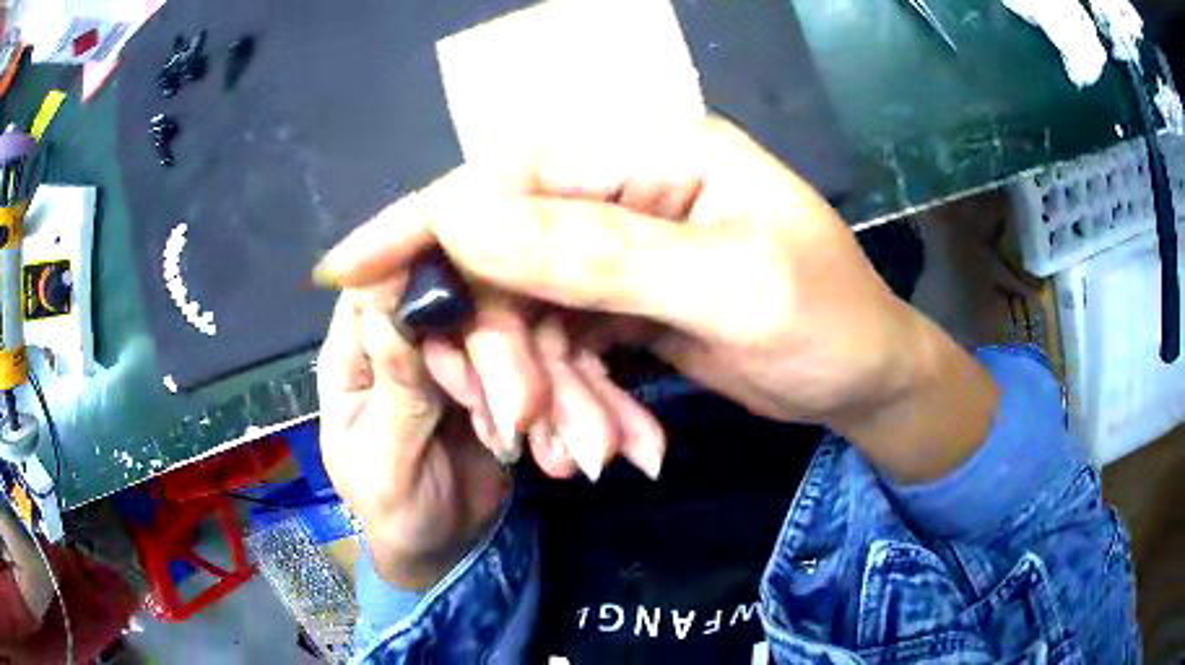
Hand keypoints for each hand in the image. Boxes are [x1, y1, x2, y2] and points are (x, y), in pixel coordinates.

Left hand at [317, 286, 510, 589]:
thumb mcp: (385, 459)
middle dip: (479, 333)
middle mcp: (400, 341)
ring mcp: (448, 355)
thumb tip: (390, 305)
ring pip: (484, 324)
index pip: (371, 289)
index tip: (461, 285)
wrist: (446, 545)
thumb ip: (393, 390)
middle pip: (438, 298)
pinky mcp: (489, 375)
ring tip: (529, 414)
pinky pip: (516, 358)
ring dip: (515, 362)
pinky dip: (537, 379)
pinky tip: (551, 410)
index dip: (410, 274)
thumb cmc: (394, 508)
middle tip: (511, 383)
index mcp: (353, 355)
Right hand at [318, 117, 998, 483]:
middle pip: (510, 252)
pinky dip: (572, 397)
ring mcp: (623, 244)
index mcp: (656, 151)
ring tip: (587, 453)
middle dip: (502, 346)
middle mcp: (628, 185)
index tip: (348, 269)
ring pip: (531, 309)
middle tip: (522, 426)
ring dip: (544, 388)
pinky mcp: (624, 297)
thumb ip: (598, 249)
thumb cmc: (831, 324)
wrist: (866, 378)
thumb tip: (461, 214)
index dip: (424, 221)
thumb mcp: (732, 289)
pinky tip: (608, 442)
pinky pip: (563, 341)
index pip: (510, 176)